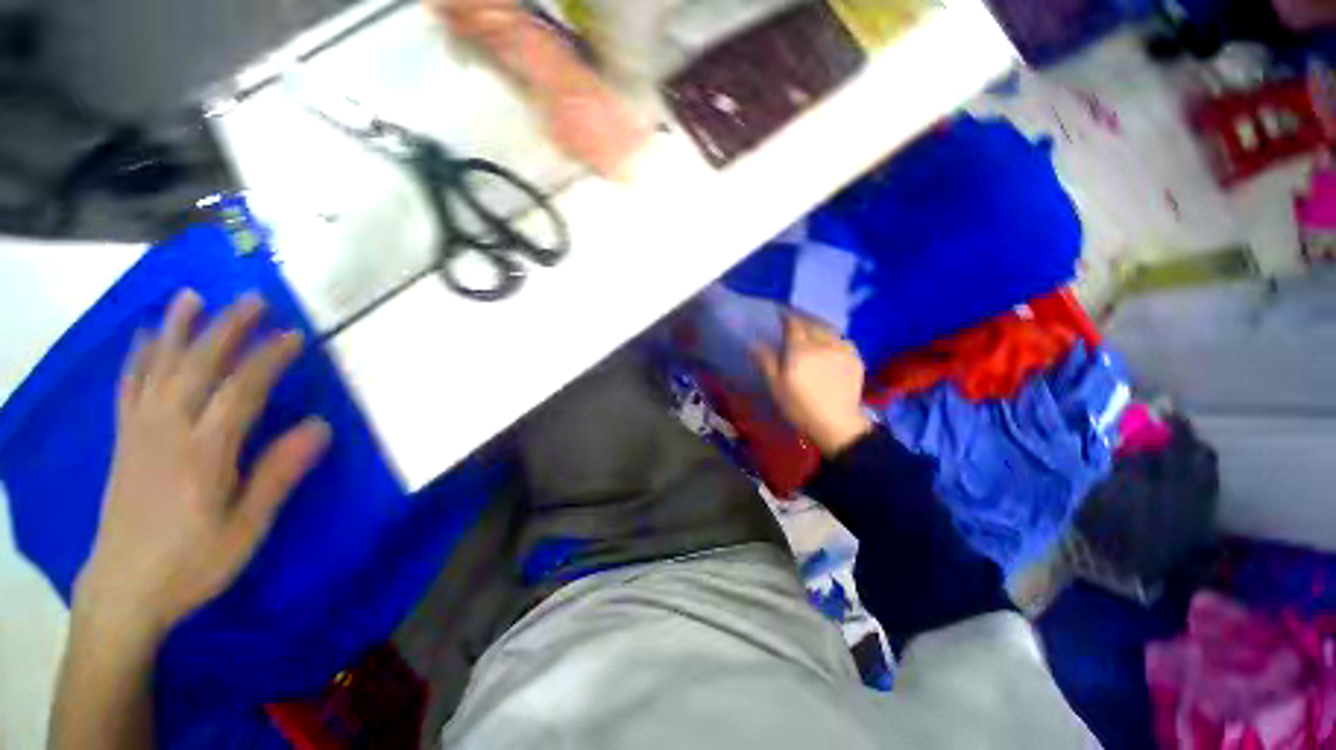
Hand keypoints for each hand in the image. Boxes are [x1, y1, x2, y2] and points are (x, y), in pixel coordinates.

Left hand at [76, 290, 330, 639]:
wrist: (123, 591)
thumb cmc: (194, 563)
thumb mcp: (247, 528)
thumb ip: (279, 474)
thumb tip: (320, 426)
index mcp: (203, 454)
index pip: (241, 391)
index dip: (268, 359)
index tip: (293, 335)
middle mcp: (166, 432)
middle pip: (196, 368)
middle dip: (225, 329)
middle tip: (252, 299)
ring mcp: (138, 433)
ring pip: (157, 369)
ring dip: (176, 329)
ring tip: (191, 297)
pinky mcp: (123, 440)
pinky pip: (129, 388)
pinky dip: (138, 357)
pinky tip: (144, 338)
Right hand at [754, 314, 872, 456]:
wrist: (836, 424)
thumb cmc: (799, 406)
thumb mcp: (776, 386)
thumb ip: (766, 361)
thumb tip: (754, 343)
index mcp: (800, 348)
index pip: (793, 325)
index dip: (786, 319)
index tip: (780, 318)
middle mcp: (823, 343)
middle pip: (812, 325)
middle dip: (803, 323)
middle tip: (795, 327)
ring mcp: (842, 350)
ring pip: (829, 331)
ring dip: (820, 330)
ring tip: (814, 335)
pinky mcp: (856, 359)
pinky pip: (843, 341)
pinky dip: (835, 340)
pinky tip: (832, 347)